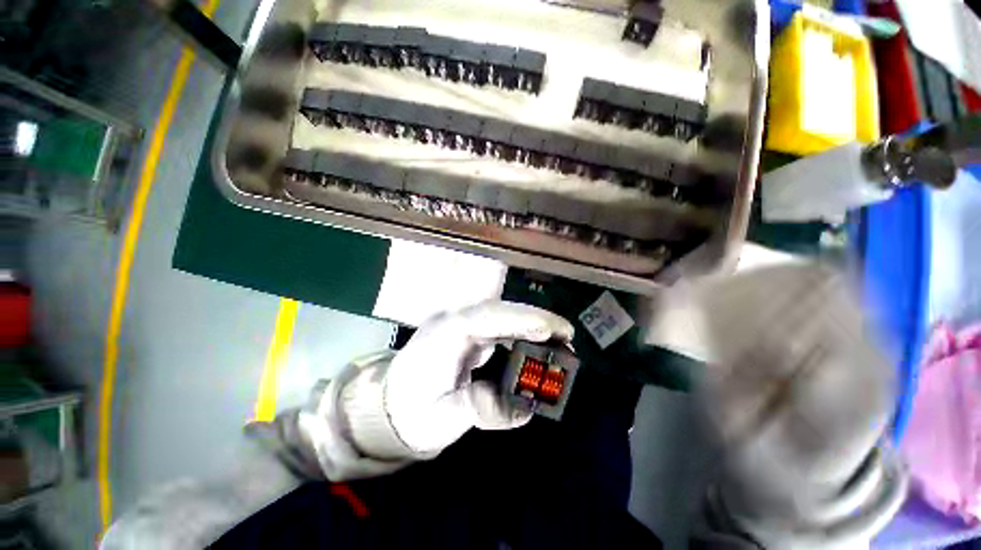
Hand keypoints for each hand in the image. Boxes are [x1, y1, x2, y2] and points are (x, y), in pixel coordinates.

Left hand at [384, 301, 573, 454]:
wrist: (388, 405)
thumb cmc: (410, 412)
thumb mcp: (441, 419)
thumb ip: (479, 408)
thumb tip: (524, 409)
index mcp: (446, 334)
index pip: (488, 317)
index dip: (522, 320)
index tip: (553, 330)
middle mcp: (456, 321)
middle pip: (500, 311)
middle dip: (535, 319)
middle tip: (568, 336)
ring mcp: (462, 325)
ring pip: (502, 316)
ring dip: (531, 324)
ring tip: (560, 340)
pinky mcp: (468, 334)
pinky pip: (499, 327)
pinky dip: (521, 333)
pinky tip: (536, 343)